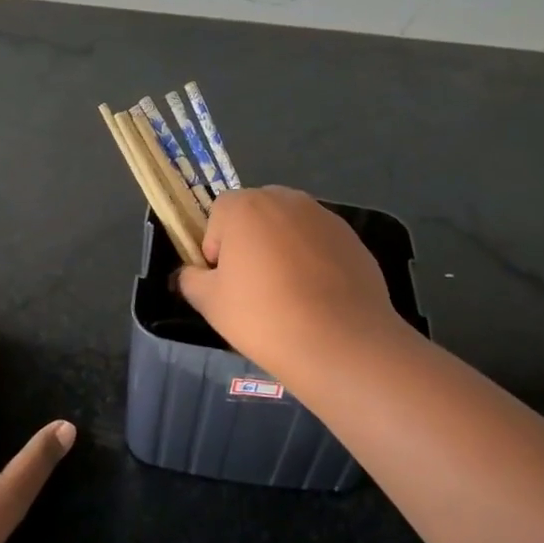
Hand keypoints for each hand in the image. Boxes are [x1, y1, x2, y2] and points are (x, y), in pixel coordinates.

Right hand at [176, 187, 414, 381]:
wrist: (341, 342)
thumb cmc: (264, 317)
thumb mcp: (210, 303)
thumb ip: (191, 279)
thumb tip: (191, 273)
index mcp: (246, 206)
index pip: (219, 214)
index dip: (216, 247)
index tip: (225, 281)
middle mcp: (286, 199)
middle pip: (257, 214)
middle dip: (251, 242)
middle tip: (254, 287)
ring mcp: (324, 216)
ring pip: (290, 227)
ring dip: (283, 249)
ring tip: (290, 295)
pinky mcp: (352, 238)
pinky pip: (320, 243)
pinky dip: (314, 261)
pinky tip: (318, 298)